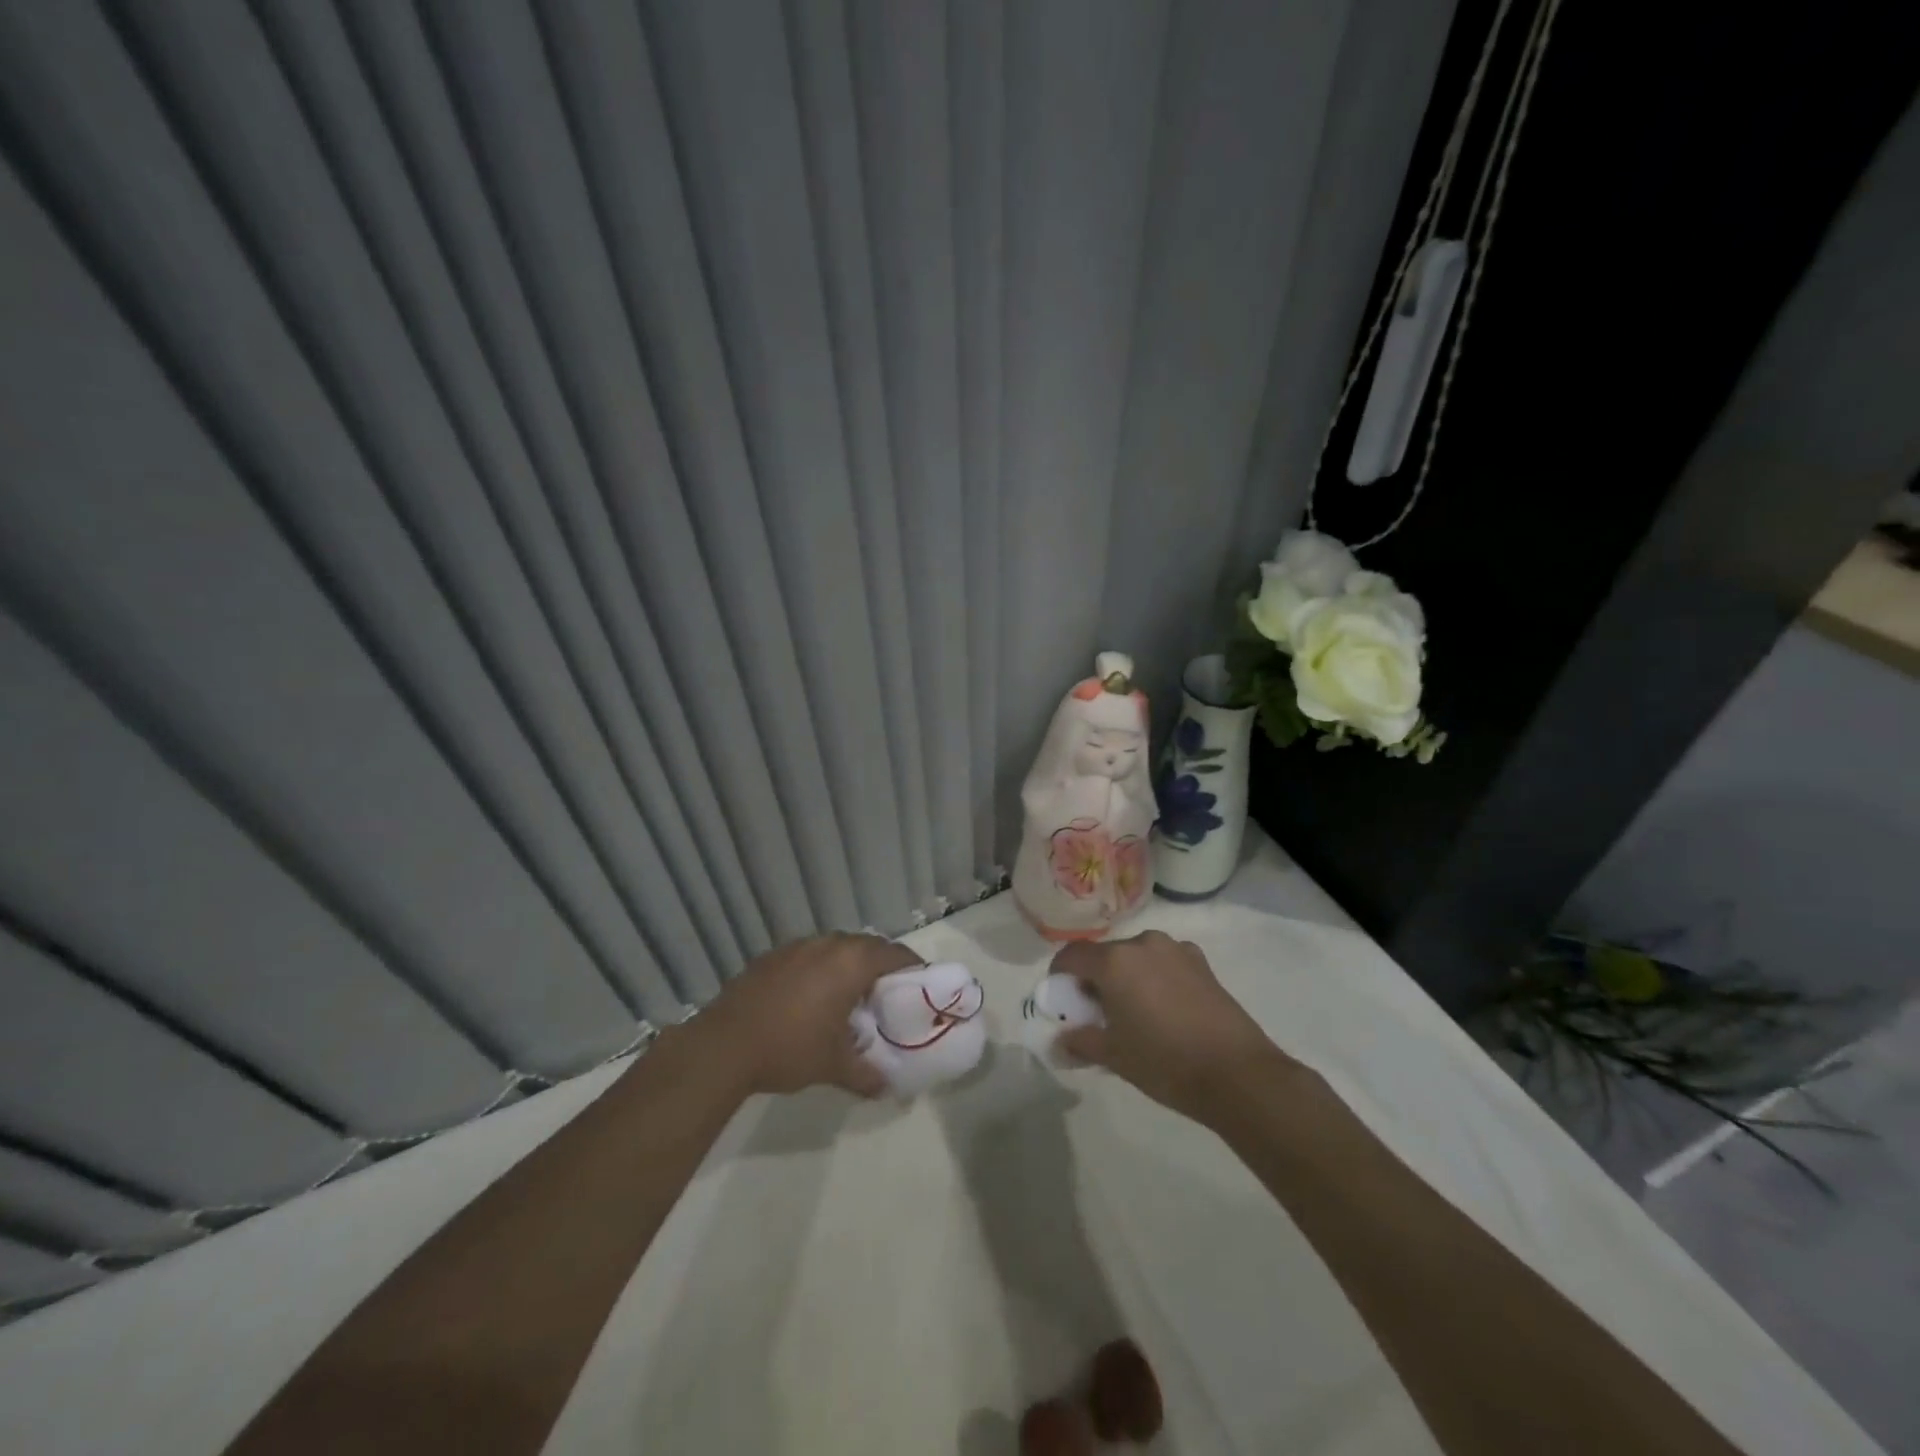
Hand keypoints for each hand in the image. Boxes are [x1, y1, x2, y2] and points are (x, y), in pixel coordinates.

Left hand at [690, 933, 922, 1097]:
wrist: (725, 1045)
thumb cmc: (790, 1048)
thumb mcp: (834, 1066)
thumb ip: (866, 1074)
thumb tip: (887, 1087)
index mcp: (852, 963)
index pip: (895, 954)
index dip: (911, 966)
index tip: (919, 983)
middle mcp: (829, 945)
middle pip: (867, 945)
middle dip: (881, 964)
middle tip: (887, 992)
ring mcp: (797, 946)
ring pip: (836, 947)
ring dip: (848, 964)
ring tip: (850, 994)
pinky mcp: (772, 955)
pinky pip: (809, 954)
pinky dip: (820, 968)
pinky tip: (811, 996)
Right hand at [1054, 931, 1297, 1123]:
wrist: (1237, 1074)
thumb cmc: (1165, 1062)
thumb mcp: (1114, 1056)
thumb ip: (1080, 1041)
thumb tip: (1059, 1040)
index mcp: (1114, 961)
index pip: (1072, 955)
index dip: (1060, 974)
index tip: (1060, 997)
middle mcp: (1143, 944)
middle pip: (1106, 955)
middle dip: (1095, 978)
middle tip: (1096, 1012)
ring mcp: (1176, 950)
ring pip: (1137, 957)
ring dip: (1127, 977)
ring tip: (1133, 1012)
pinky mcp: (1201, 963)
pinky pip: (1164, 963)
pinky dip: (1155, 978)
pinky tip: (1165, 1010)